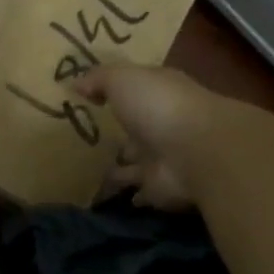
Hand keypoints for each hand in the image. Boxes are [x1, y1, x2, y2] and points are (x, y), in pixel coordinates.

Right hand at [74, 64, 225, 210]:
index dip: (116, 89)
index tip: (91, 95)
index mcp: (158, 91)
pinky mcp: (161, 188)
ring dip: (121, 165)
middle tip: (87, 137)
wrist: (197, 153)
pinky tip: (105, 194)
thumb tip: (76, 84)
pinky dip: (127, 192)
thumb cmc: (158, 106)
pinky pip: (137, 190)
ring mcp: (163, 157)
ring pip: (136, 161)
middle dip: (120, 131)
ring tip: (88, 169)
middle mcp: (163, 123)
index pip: (137, 88)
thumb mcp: (121, 79)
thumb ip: (98, 79)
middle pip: (136, 127)